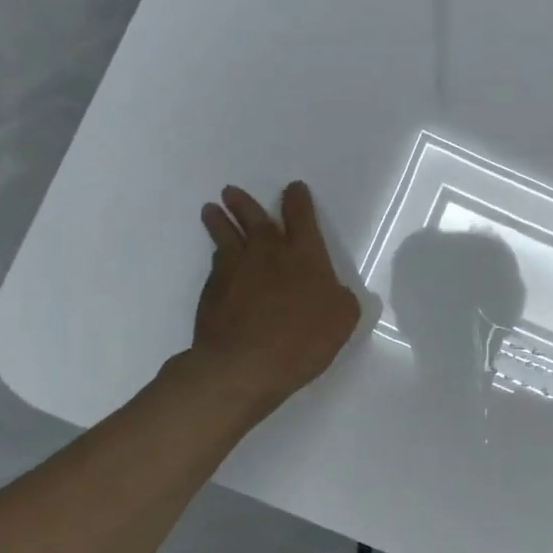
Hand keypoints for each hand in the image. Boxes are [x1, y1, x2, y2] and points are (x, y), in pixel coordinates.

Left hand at [190, 182, 361, 416]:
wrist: (244, 363)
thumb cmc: (302, 339)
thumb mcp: (342, 319)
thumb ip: (340, 298)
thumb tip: (334, 291)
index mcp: (305, 256)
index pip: (302, 218)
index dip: (299, 201)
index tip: (294, 189)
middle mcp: (268, 254)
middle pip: (255, 219)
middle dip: (246, 204)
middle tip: (231, 192)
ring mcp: (236, 270)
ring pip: (227, 236)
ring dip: (219, 221)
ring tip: (210, 209)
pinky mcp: (213, 291)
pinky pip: (216, 264)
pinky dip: (217, 256)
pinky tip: (217, 258)